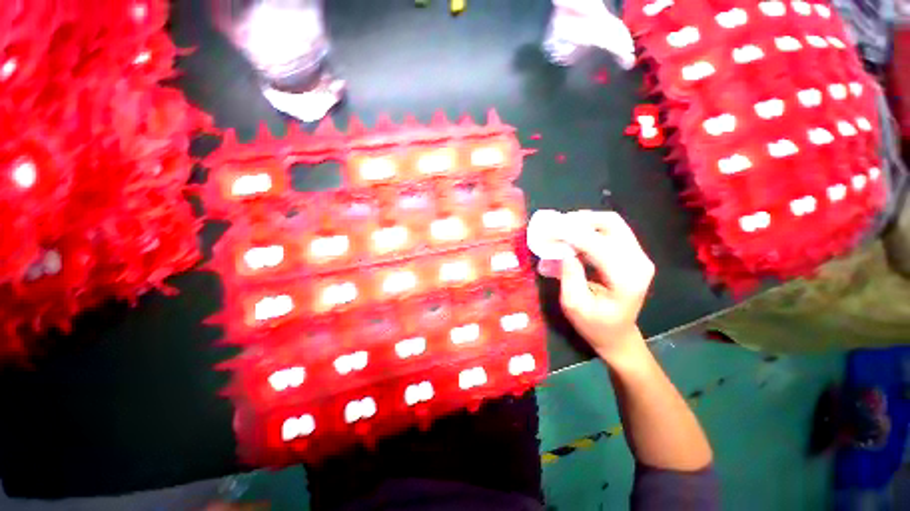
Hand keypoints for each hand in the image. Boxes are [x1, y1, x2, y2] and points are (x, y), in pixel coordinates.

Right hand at [540, 211, 654, 363]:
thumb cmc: (594, 325)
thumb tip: (561, 249)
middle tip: (556, 226)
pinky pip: (611, 231)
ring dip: (584, 222)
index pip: (597, 244)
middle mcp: (638, 262)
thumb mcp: (574, 305)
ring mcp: (638, 256)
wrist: (618, 335)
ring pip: (612, 223)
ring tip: (562, 230)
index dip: (571, 233)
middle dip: (580, 220)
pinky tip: (574, 237)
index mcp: (625, 278)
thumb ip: (568, 275)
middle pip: (611, 223)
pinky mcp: (632, 255)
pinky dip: (590, 229)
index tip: (548, 229)